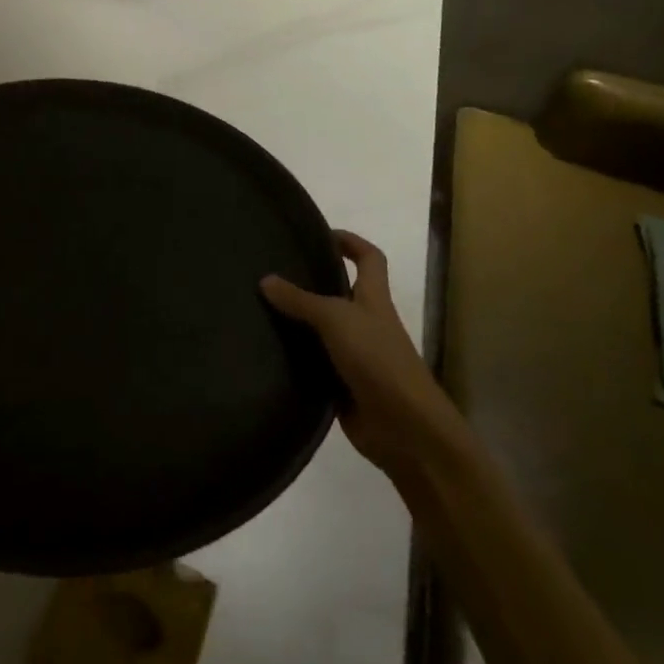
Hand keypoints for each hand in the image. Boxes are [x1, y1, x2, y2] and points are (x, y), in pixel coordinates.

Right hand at [260, 230, 465, 483]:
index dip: (350, 242)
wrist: (405, 429)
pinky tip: (265, 350)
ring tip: (259, 307)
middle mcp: (366, 323)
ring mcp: (355, 356)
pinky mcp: (341, 385)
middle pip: (340, 292)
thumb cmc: (378, 360)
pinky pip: (313, 363)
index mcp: (374, 299)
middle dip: (311, 280)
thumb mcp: (336, 319)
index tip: (319, 234)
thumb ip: (300, 299)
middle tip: (272, 270)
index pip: (369, 258)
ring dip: (297, 321)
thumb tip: (265, 279)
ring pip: (322, 329)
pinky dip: (294, 357)